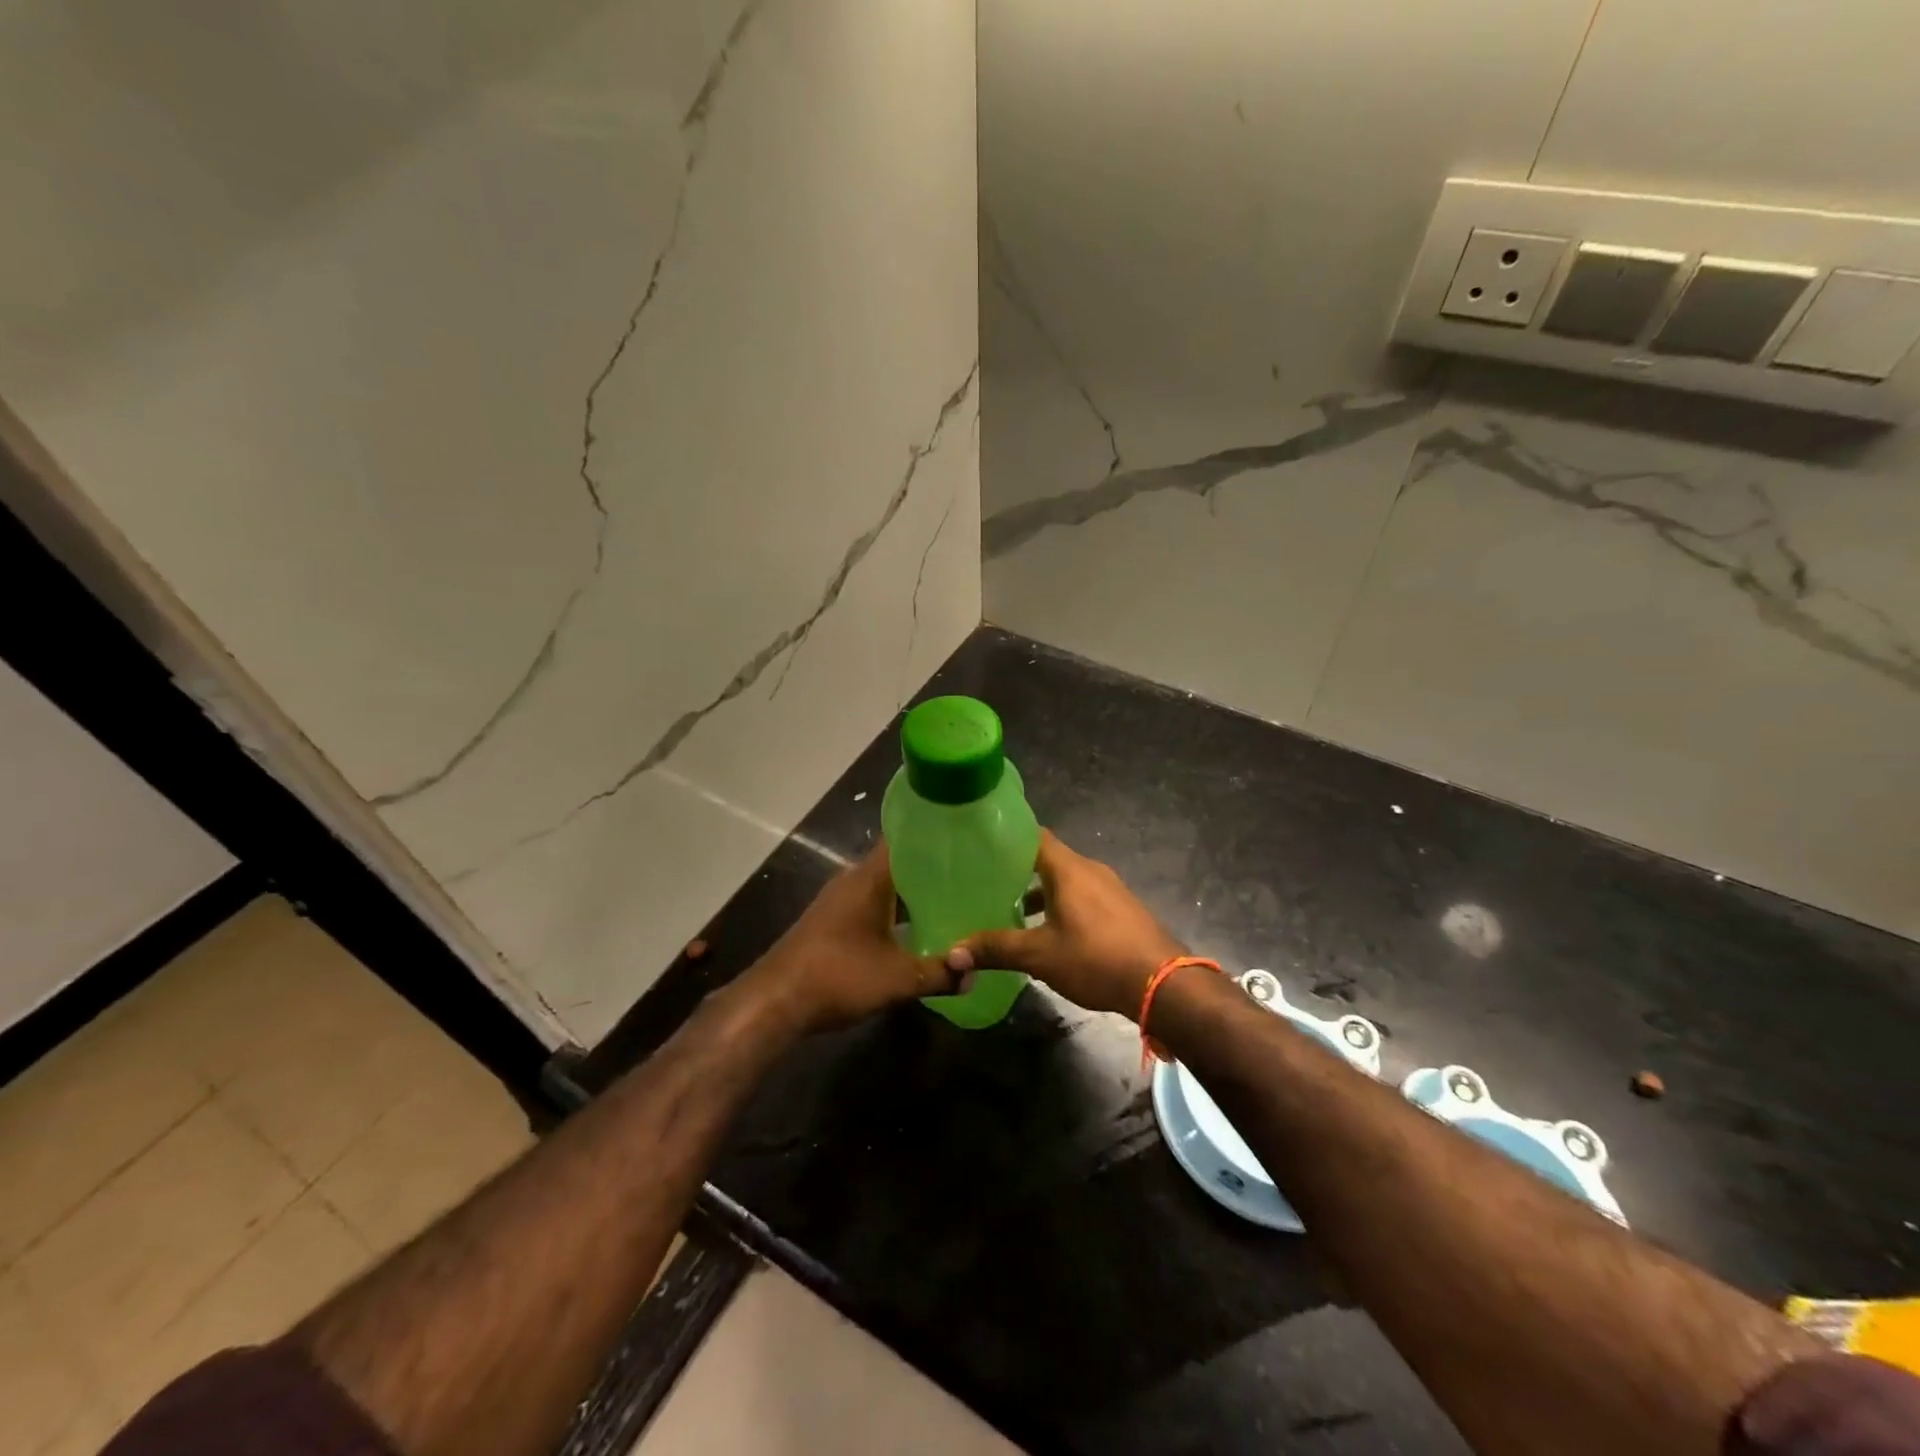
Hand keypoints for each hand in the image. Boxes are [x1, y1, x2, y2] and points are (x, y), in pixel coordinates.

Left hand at [741, 844, 954, 1034]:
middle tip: (970, 874)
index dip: (934, 835)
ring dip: (913, 893)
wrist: (776, 1001)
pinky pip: (872, 903)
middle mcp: (853, 879)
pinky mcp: (832, 920)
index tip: (965, 838)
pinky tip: (915, 928)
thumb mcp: (897, 979)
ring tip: (952, 899)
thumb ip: (939, 973)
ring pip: (885, 885)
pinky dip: (895, 910)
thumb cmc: (838, 976)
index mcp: (870, 878)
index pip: (904, 838)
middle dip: (932, 868)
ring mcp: (839, 900)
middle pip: (898, 862)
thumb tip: (974, 973)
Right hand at [944, 829, 1184, 1020]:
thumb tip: (952, 954)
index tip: (980, 846)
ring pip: (1066, 881)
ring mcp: (1110, 889)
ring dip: (1041, 893)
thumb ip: (996, 949)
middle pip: (1048, 859)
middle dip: (1018, 870)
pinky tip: (1049, 932)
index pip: (1033, 835)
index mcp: (1068, 868)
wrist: (1163, 983)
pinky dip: (1062, 906)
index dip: (1007, 837)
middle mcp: (1090, 870)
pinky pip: (1084, 897)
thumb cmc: (1095, 958)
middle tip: (986, 883)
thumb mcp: (1039, 955)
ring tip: (1012, 911)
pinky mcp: (1122, 910)